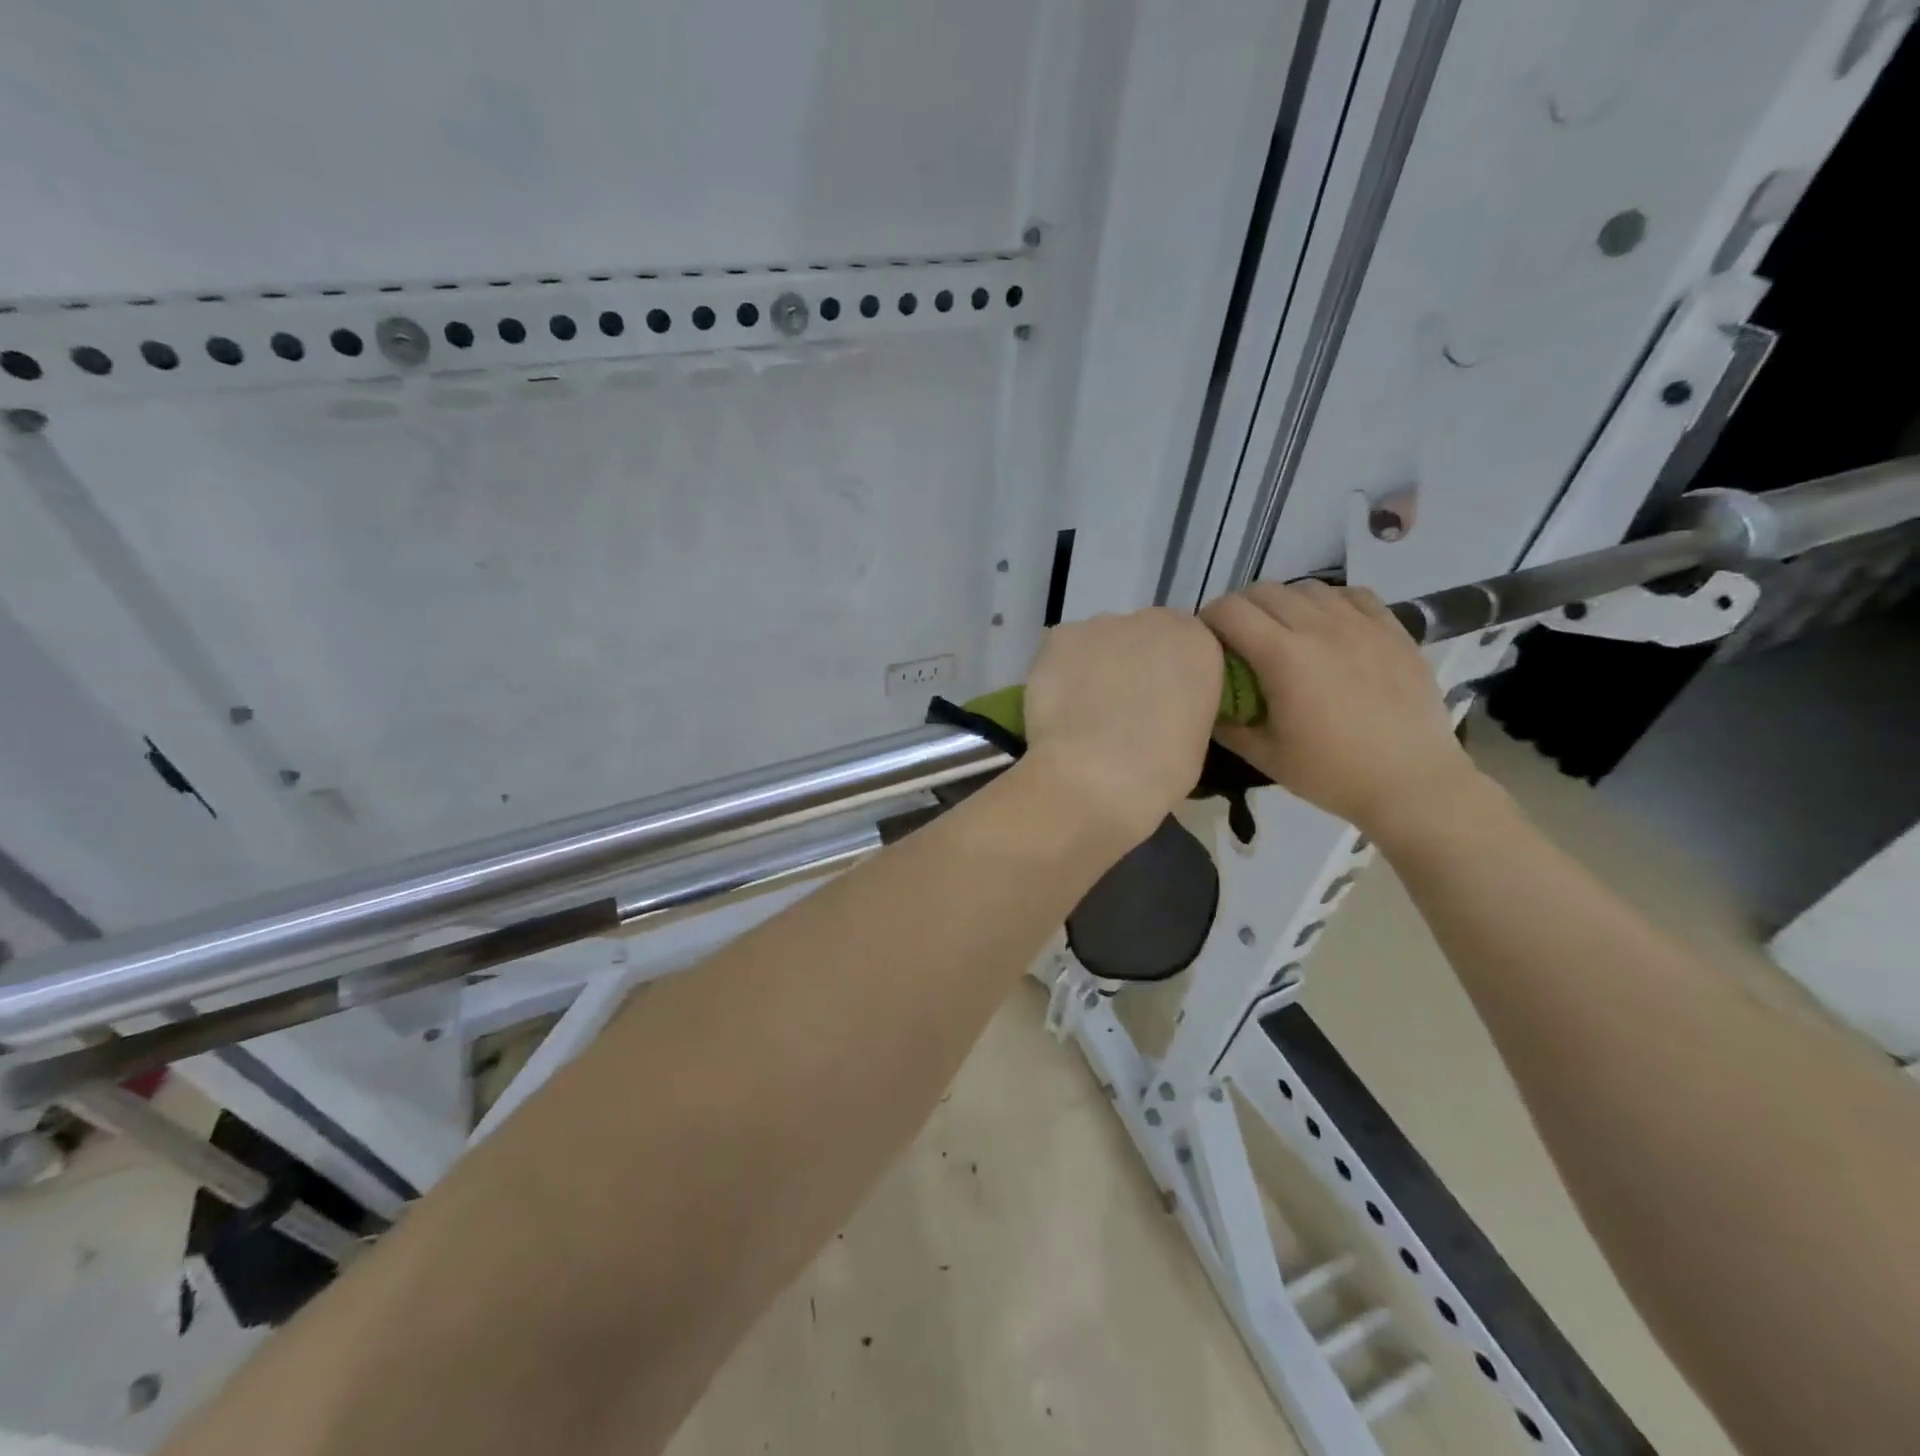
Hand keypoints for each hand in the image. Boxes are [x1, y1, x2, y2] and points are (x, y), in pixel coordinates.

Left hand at [1020, 608, 1223, 846]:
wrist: (1091, 779)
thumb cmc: (1157, 772)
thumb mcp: (1195, 739)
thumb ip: (1184, 705)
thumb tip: (1162, 708)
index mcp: (1198, 644)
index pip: (1188, 645)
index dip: (1170, 673)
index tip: (1160, 702)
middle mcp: (1152, 621)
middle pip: (1143, 636)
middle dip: (1133, 664)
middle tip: (1120, 708)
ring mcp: (1100, 625)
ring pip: (1100, 642)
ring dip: (1096, 666)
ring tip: (1083, 711)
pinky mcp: (1058, 638)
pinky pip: (1063, 651)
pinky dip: (1061, 672)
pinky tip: (1058, 705)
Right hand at [1200, 581, 1478, 837]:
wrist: (1413, 783)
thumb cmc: (1332, 774)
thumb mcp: (1265, 756)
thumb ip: (1227, 723)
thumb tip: (1208, 700)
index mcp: (1283, 657)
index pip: (1229, 611)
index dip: (1208, 620)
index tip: (1206, 643)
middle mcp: (1320, 627)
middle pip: (1263, 590)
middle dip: (1241, 610)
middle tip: (1240, 641)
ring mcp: (1361, 624)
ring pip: (1307, 587)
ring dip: (1284, 604)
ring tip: (1284, 634)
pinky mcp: (1392, 629)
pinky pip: (1351, 595)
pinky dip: (1329, 603)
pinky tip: (1329, 629)